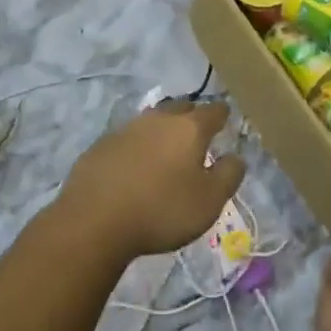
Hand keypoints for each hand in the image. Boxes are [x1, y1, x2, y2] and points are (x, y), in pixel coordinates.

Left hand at [58, 101, 244, 261]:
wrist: (94, 221)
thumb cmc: (161, 210)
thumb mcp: (209, 201)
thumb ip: (229, 175)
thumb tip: (236, 156)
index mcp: (189, 128)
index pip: (214, 111)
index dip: (223, 115)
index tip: (226, 121)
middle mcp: (158, 119)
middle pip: (181, 109)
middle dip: (192, 117)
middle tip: (197, 135)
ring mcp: (126, 129)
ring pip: (152, 122)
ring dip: (162, 132)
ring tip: (166, 151)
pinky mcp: (101, 145)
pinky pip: (127, 139)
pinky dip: (137, 147)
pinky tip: (134, 167)